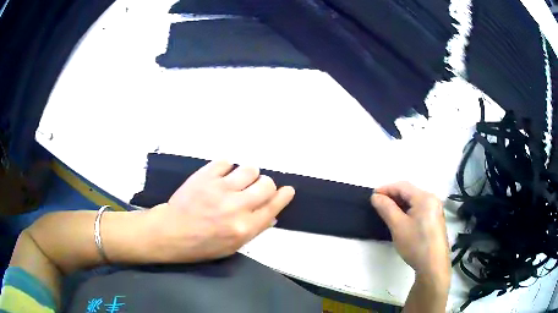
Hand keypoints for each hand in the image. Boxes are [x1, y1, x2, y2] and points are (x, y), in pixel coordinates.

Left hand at [144, 161, 294, 262]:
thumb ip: (254, 229)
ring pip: (249, 169)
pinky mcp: (205, 175)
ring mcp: (220, 188)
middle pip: (266, 183)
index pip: (273, 206)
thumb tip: (272, 213)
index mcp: (245, 227)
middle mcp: (236, 206)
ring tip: (237, 181)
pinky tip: (220, 176)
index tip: (287, 190)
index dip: (284, 196)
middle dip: (265, 185)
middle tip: (255, 188)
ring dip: (247, 175)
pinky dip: (226, 168)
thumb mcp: (233, 246)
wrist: (171, 232)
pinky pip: (226, 162)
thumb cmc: (202, 244)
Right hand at [371, 182, 449, 285]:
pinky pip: (419, 208)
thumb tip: (376, 196)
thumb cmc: (416, 244)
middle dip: (393, 196)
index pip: (402, 186)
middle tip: (378, 205)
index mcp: (425, 197)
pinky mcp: (435, 219)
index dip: (386, 189)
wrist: (433, 266)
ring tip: (387, 212)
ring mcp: (436, 209)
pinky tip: (401, 219)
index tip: (372, 196)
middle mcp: (432, 199)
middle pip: (409, 192)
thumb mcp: (398, 226)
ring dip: (400, 204)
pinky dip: (408, 210)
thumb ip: (386, 208)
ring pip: (414, 201)